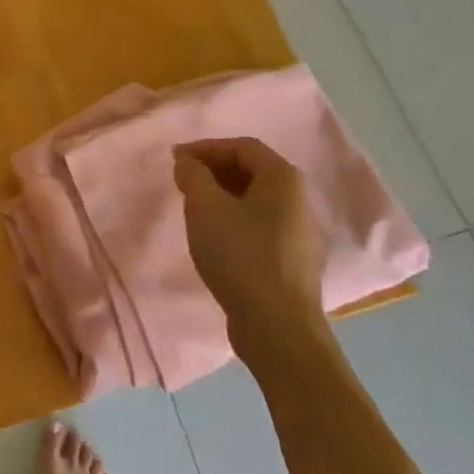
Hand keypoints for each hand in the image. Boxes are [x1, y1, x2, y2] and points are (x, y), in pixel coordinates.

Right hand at [174, 138, 333, 373]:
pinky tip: (214, 239)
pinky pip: (258, 225)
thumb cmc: (240, 256)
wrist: (277, 326)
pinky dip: (233, 220)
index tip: (175, 160)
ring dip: (221, 197)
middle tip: (182, 182)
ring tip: (193, 209)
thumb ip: (193, 176)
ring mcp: (298, 232)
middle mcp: (298, 199)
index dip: (206, 147)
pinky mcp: (291, 260)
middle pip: (251, 171)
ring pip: (254, 200)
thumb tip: (188, 163)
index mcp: (283, 178)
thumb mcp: (205, 207)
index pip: (242, 146)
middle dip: (213, 171)